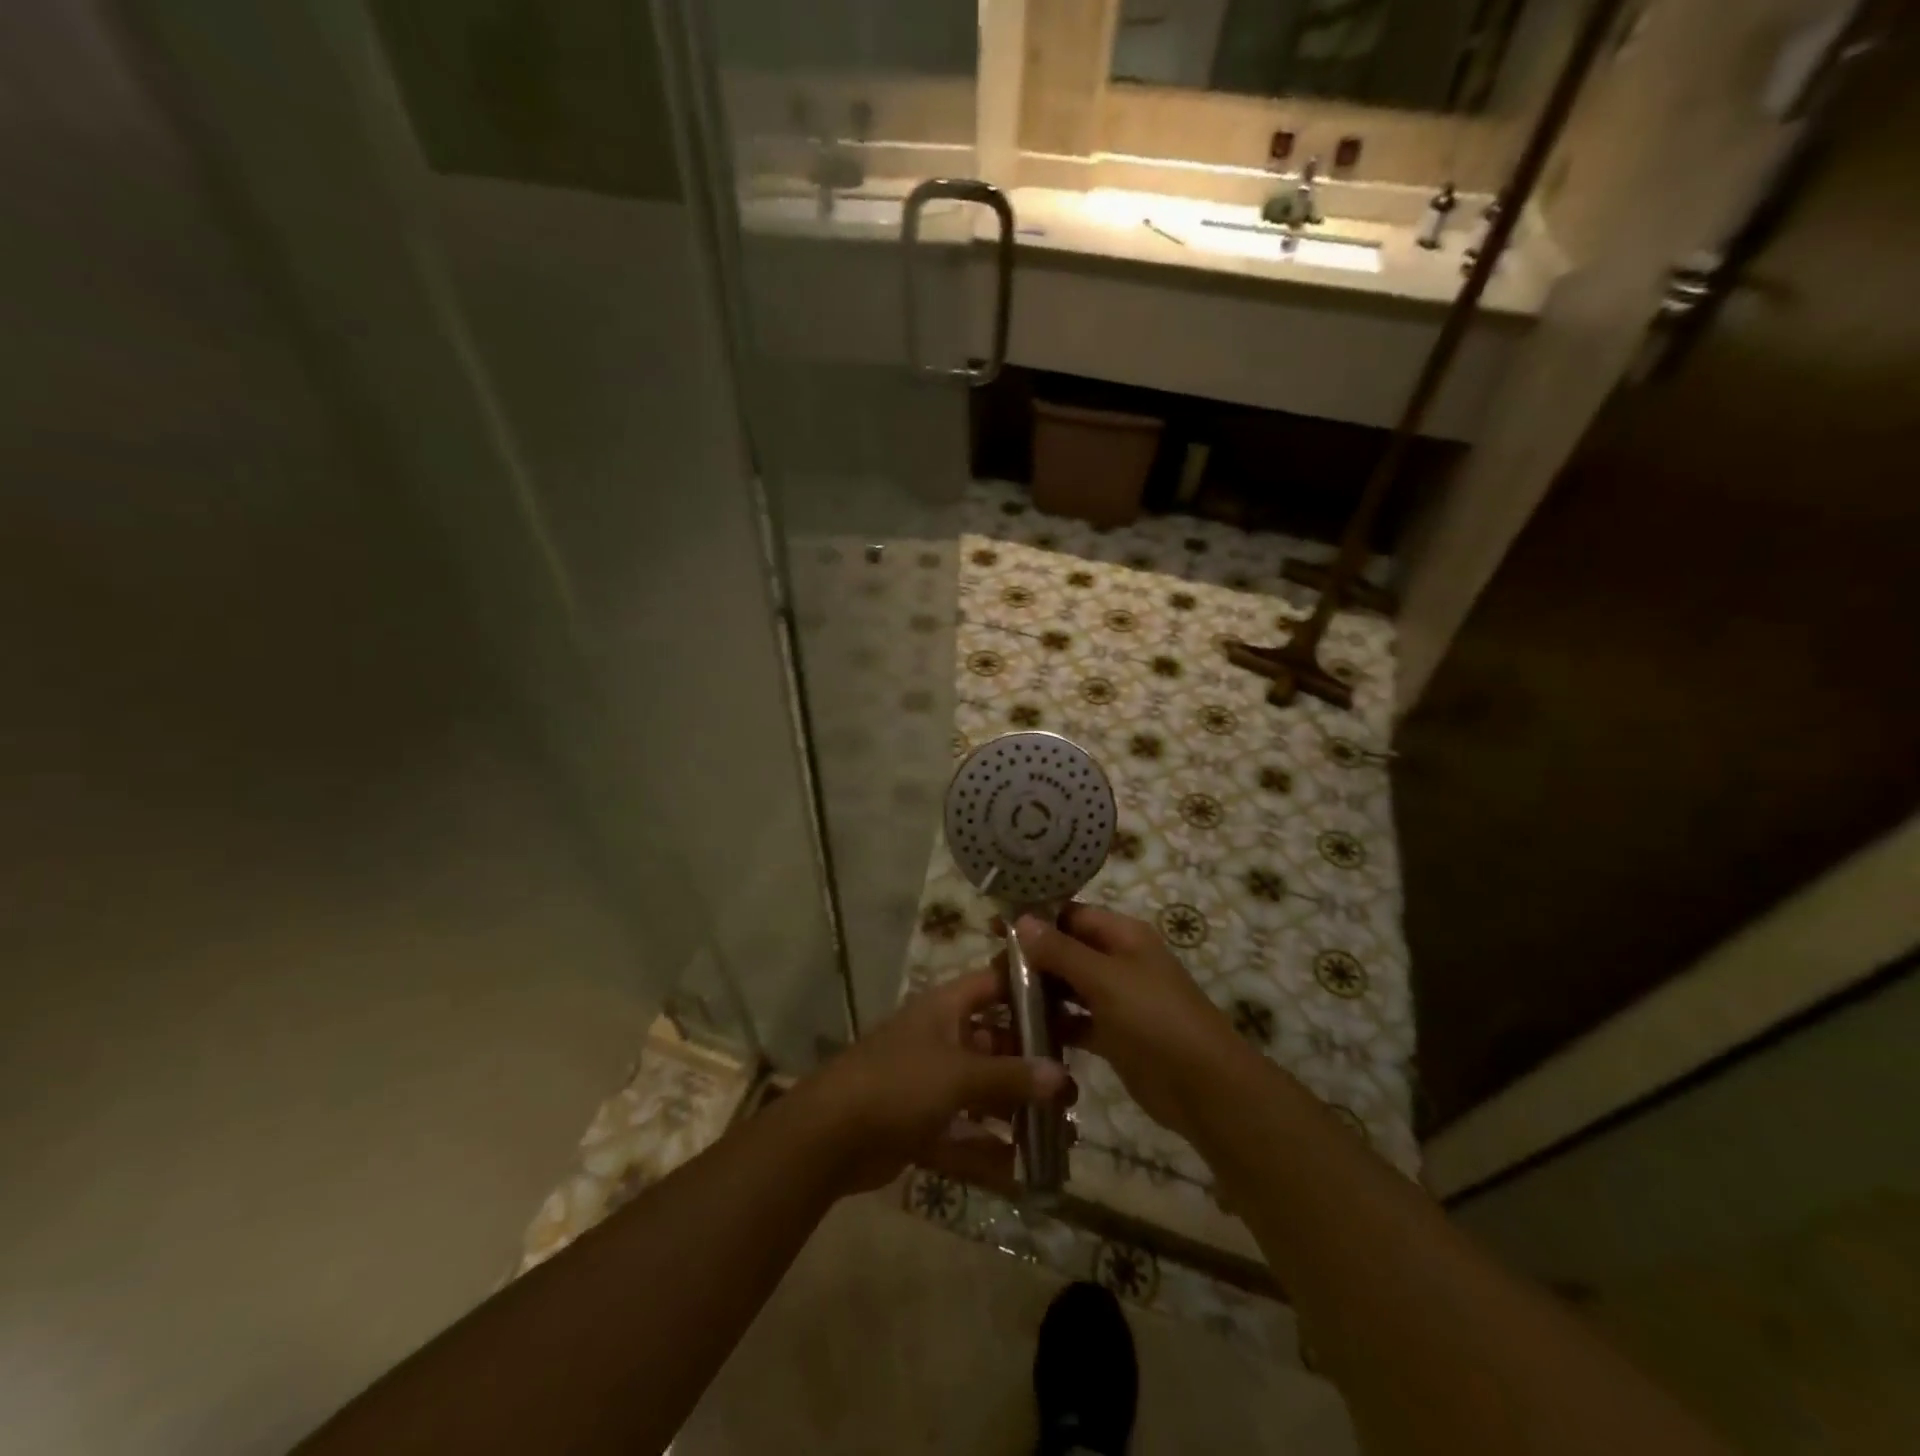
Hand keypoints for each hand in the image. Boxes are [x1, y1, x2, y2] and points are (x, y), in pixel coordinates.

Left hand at [793, 968, 1072, 1196]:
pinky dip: (988, 1152)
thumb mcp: (959, 1074)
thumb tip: (1062, 1077)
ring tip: (1062, 1133)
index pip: (994, 984)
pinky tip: (1024, 1173)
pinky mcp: (920, 1126)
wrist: (829, 1136)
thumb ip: (1011, 1076)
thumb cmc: (899, 1083)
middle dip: (1031, 1064)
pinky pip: (963, 1136)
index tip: (1071, 1002)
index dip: (1029, 989)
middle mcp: (940, 1040)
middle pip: (994, 1043)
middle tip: (1073, 1087)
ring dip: (1016, 1112)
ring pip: (982, 1093)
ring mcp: (929, 1084)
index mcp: (945, 1009)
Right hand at [1016, 903, 1247, 1146]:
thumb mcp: (1105, 979)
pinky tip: (1022, 1033)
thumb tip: (1022, 920)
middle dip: (1032, 958)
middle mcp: (1119, 961)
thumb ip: (1061, 951)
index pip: (1072, 915)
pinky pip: (1076, 1021)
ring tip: (998, 1001)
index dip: (1035, 918)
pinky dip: (1054, 1024)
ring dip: (1039, 992)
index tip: (995, 927)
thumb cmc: (1155, 1019)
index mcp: (1124, 935)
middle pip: (1067, 950)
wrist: (1204, 1087)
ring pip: (1069, 987)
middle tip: (991, 972)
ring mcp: (1117, 999)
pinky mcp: (1113, 1035)